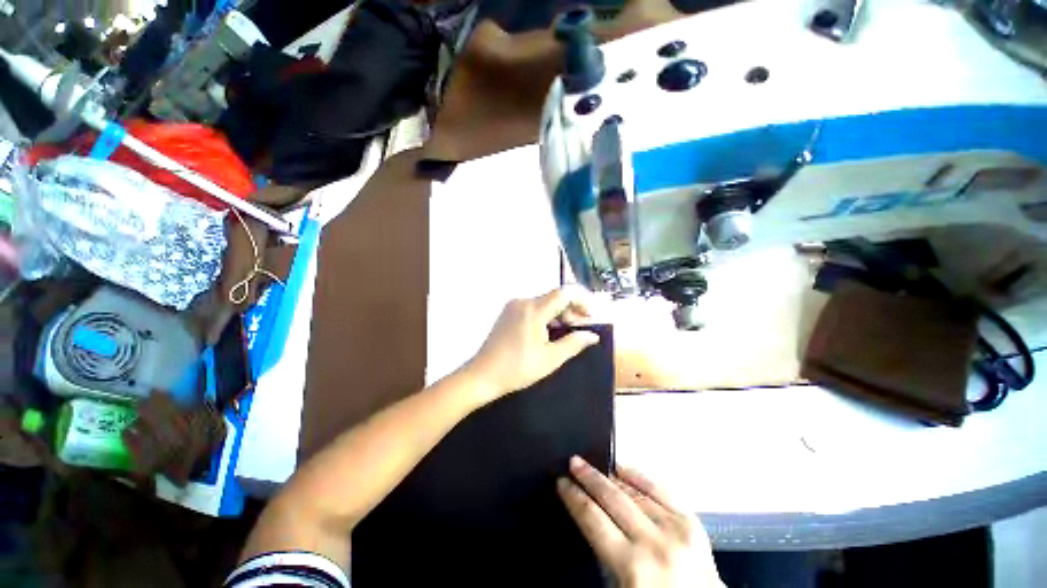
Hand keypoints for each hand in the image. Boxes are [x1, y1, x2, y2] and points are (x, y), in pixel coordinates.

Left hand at [465, 288, 600, 401]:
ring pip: (545, 302)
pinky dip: (546, 316)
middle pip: (555, 297)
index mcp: (534, 310)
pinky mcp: (508, 312)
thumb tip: (593, 335)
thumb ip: (573, 343)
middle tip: (581, 330)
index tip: (590, 317)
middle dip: (571, 310)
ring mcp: (514, 305)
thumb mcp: (550, 359)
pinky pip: (534, 307)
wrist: (482, 375)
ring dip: (559, 314)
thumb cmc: (517, 368)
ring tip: (567, 333)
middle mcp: (523, 301)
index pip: (565, 292)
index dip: (582, 300)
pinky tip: (549, 332)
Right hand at [558, 457, 723, 587]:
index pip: (593, 519)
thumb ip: (602, 556)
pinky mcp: (691, 523)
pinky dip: (638, 476)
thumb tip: (587, 520)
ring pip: (634, 491)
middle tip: (573, 462)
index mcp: (632, 565)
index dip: (574, 497)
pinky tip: (623, 468)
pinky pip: (660, 490)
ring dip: (610, 475)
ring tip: (594, 464)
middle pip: (612, 497)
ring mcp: (676, 529)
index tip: (562, 482)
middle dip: (588, 477)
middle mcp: (653, 542)